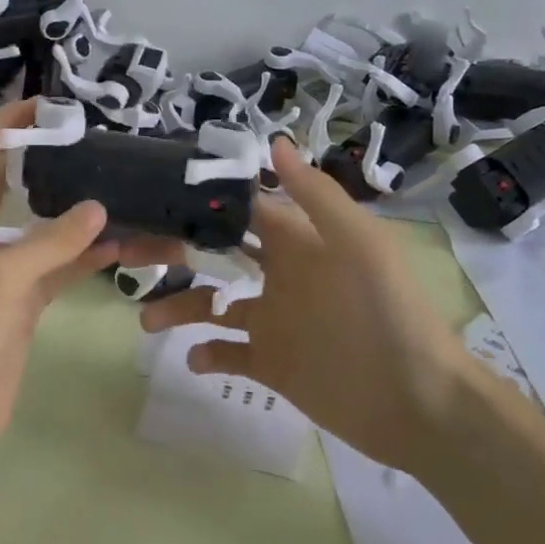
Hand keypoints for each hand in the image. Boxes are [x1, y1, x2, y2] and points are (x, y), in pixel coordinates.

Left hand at [0, 98, 117, 467]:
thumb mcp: (2, 280)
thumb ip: (51, 241)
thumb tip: (100, 208)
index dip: (4, 125)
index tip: (43, 104)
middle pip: (9, 185)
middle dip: (44, 161)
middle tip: (88, 140)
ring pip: (40, 227)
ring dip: (75, 213)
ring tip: (116, 186)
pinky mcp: (20, 300)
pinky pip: (56, 266)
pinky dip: (84, 255)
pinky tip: (122, 243)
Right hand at [139, 136, 482, 471]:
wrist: (417, 402)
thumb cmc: (385, 313)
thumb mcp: (358, 244)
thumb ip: (314, 195)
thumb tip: (273, 141)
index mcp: (297, 243)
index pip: (242, 211)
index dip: (203, 201)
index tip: (155, 194)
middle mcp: (279, 277)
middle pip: (215, 255)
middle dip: (175, 252)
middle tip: (128, 255)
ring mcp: (272, 322)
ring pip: (212, 305)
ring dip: (178, 307)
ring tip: (147, 320)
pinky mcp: (272, 364)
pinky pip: (228, 354)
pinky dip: (207, 354)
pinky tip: (193, 356)